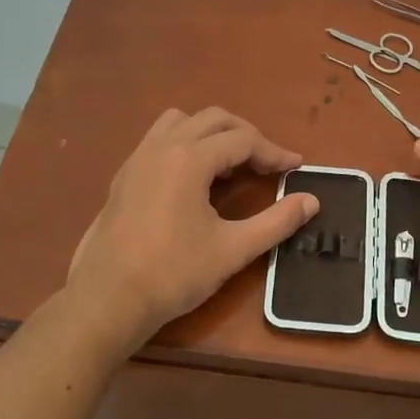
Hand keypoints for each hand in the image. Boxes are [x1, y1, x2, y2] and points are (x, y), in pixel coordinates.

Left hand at [67, 107, 318, 350]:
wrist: (107, 299)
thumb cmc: (174, 273)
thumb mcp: (233, 249)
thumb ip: (276, 221)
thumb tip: (312, 201)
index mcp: (190, 158)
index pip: (242, 140)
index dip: (274, 152)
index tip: (296, 168)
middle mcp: (162, 146)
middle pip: (214, 119)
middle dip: (246, 135)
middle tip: (268, 163)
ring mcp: (138, 158)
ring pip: (182, 122)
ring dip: (212, 133)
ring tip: (230, 164)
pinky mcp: (124, 175)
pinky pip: (160, 139)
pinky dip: (185, 144)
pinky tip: (193, 179)